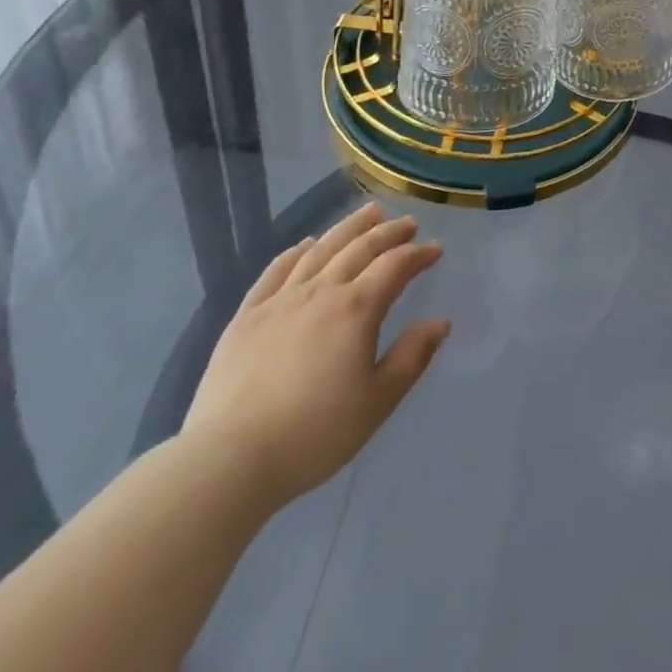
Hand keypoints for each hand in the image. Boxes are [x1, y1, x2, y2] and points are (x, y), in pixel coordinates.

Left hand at [182, 202, 449, 512]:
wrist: (230, 459)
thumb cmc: (315, 433)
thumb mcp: (378, 401)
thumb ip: (412, 356)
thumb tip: (440, 322)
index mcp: (357, 309)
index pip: (395, 266)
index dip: (419, 254)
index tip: (435, 249)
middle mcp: (322, 291)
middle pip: (361, 248)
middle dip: (389, 232)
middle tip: (408, 223)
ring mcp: (280, 300)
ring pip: (321, 250)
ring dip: (349, 228)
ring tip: (368, 213)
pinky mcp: (247, 316)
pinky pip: (276, 271)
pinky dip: (296, 252)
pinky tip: (306, 245)